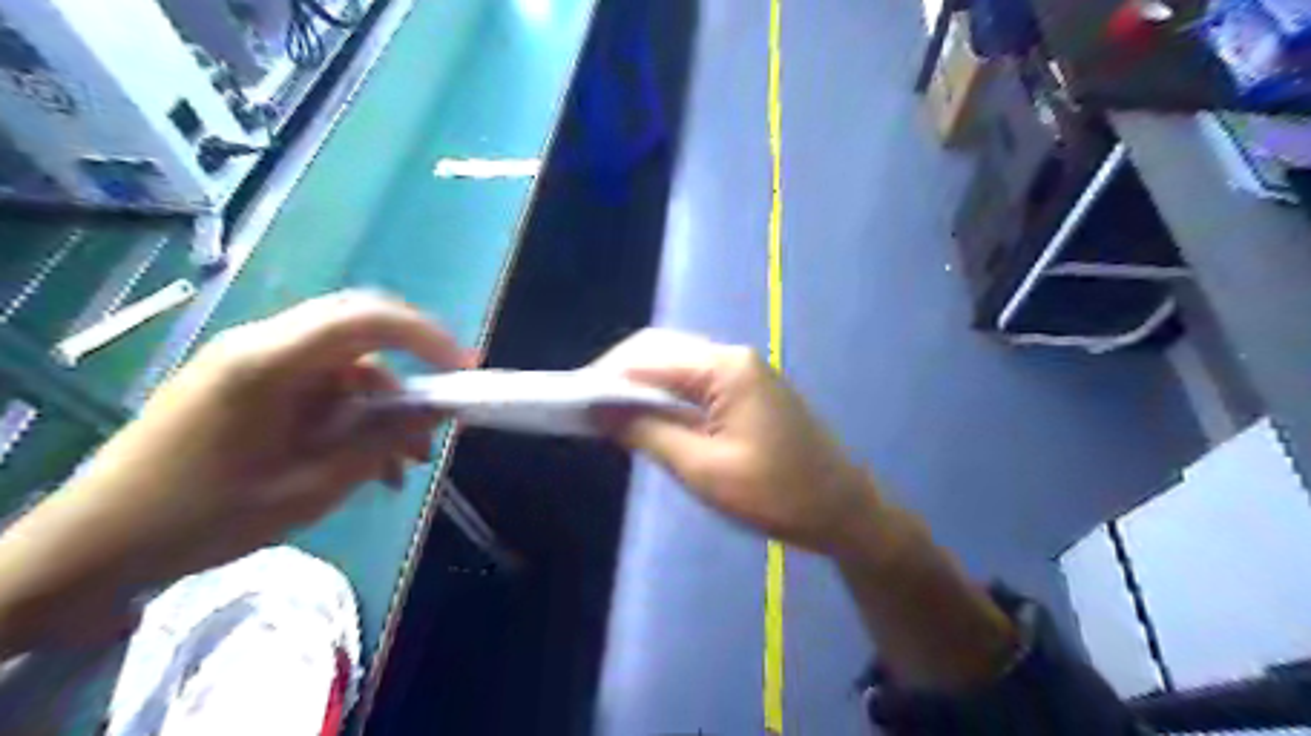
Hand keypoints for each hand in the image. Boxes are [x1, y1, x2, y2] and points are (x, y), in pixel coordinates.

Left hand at [0, 289, 472, 652]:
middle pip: (359, 336)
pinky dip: (352, 420)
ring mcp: (252, 366)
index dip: (425, 336)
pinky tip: (368, 464)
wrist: (96, 547)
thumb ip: (380, 440)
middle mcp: (261, 347)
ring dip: (381, 409)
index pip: (365, 319)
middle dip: (408, 375)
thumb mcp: (310, 486)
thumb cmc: (203, 517)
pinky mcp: (248, 387)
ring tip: (406, 463)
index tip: (464, 370)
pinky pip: (320, 390)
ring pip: (344, 369)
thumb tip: (437, 409)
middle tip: (439, 416)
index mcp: (268, 361)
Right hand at [596, 330, 878, 554]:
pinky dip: (666, 394)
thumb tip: (600, 410)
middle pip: (662, 351)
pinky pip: (696, 380)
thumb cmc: (776, 495)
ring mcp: (744, 371)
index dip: (605, 376)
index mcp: (725, 368)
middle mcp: (733, 357)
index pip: (649, 357)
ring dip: (642, 385)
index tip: (572, 403)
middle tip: (588, 411)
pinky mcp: (749, 389)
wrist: (843, 510)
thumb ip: (648, 433)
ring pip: (677, 364)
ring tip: (611, 416)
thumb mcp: (703, 470)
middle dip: (620, 376)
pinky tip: (651, 417)